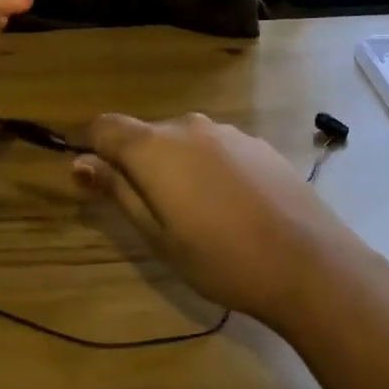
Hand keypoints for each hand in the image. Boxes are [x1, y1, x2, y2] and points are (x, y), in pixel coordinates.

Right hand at [72, 113, 356, 327]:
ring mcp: (226, 131)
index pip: (104, 126)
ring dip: (173, 164)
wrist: (309, 262)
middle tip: (146, 210)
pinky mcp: (256, 143)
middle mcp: (187, 126)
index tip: (85, 169)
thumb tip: (80, 162)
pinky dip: (206, 165)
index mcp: (154, 147)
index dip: (88, 143)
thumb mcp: (157, 236)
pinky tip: (228, 204)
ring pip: (182, 140)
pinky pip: (214, 146)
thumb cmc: (220, 258)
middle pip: (144, 134)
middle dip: (134, 161)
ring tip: (193, 212)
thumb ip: (117, 191)